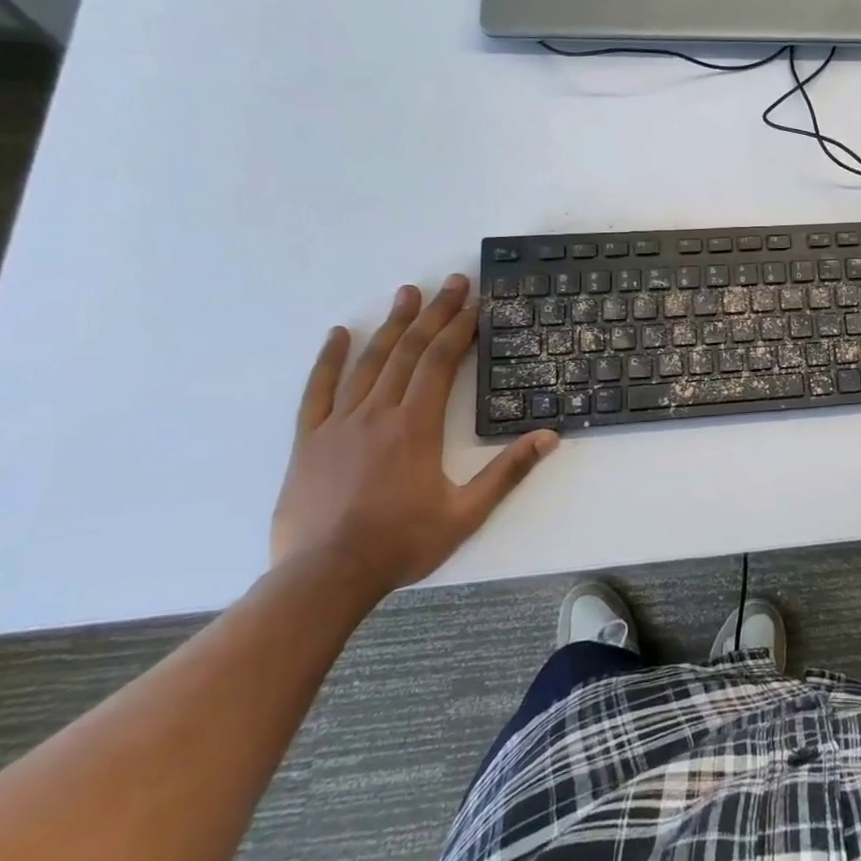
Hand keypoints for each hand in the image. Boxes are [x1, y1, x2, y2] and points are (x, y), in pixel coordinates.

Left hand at [272, 276, 558, 598]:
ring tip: (407, 293)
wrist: (324, 578)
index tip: (474, 303)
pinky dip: (328, 359)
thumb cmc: (401, 544)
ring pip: (369, 362)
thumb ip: (508, 471)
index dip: (460, 328)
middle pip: (409, 351)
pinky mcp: (310, 440)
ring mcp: (339, 423)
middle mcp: (378, 413)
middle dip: (433, 314)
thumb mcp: (466, 513)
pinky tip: (338, 334)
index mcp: (416, 426)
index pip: (441, 363)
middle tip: (451, 282)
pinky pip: (318, 390)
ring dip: (391, 325)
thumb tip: (550, 437)